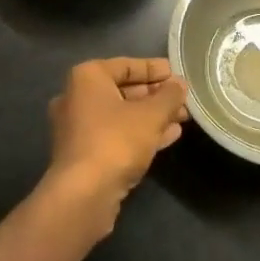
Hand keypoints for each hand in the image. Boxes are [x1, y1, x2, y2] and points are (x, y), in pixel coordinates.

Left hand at [44, 57, 187, 233]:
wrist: (83, 195)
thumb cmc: (116, 141)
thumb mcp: (151, 115)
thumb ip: (169, 96)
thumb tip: (180, 83)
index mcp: (87, 77)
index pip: (126, 65)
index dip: (154, 69)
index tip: (176, 74)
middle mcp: (77, 98)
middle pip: (123, 91)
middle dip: (155, 96)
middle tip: (182, 99)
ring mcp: (78, 128)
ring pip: (121, 116)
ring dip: (151, 116)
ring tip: (181, 118)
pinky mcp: (83, 155)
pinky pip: (116, 135)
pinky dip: (140, 133)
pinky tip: (168, 137)